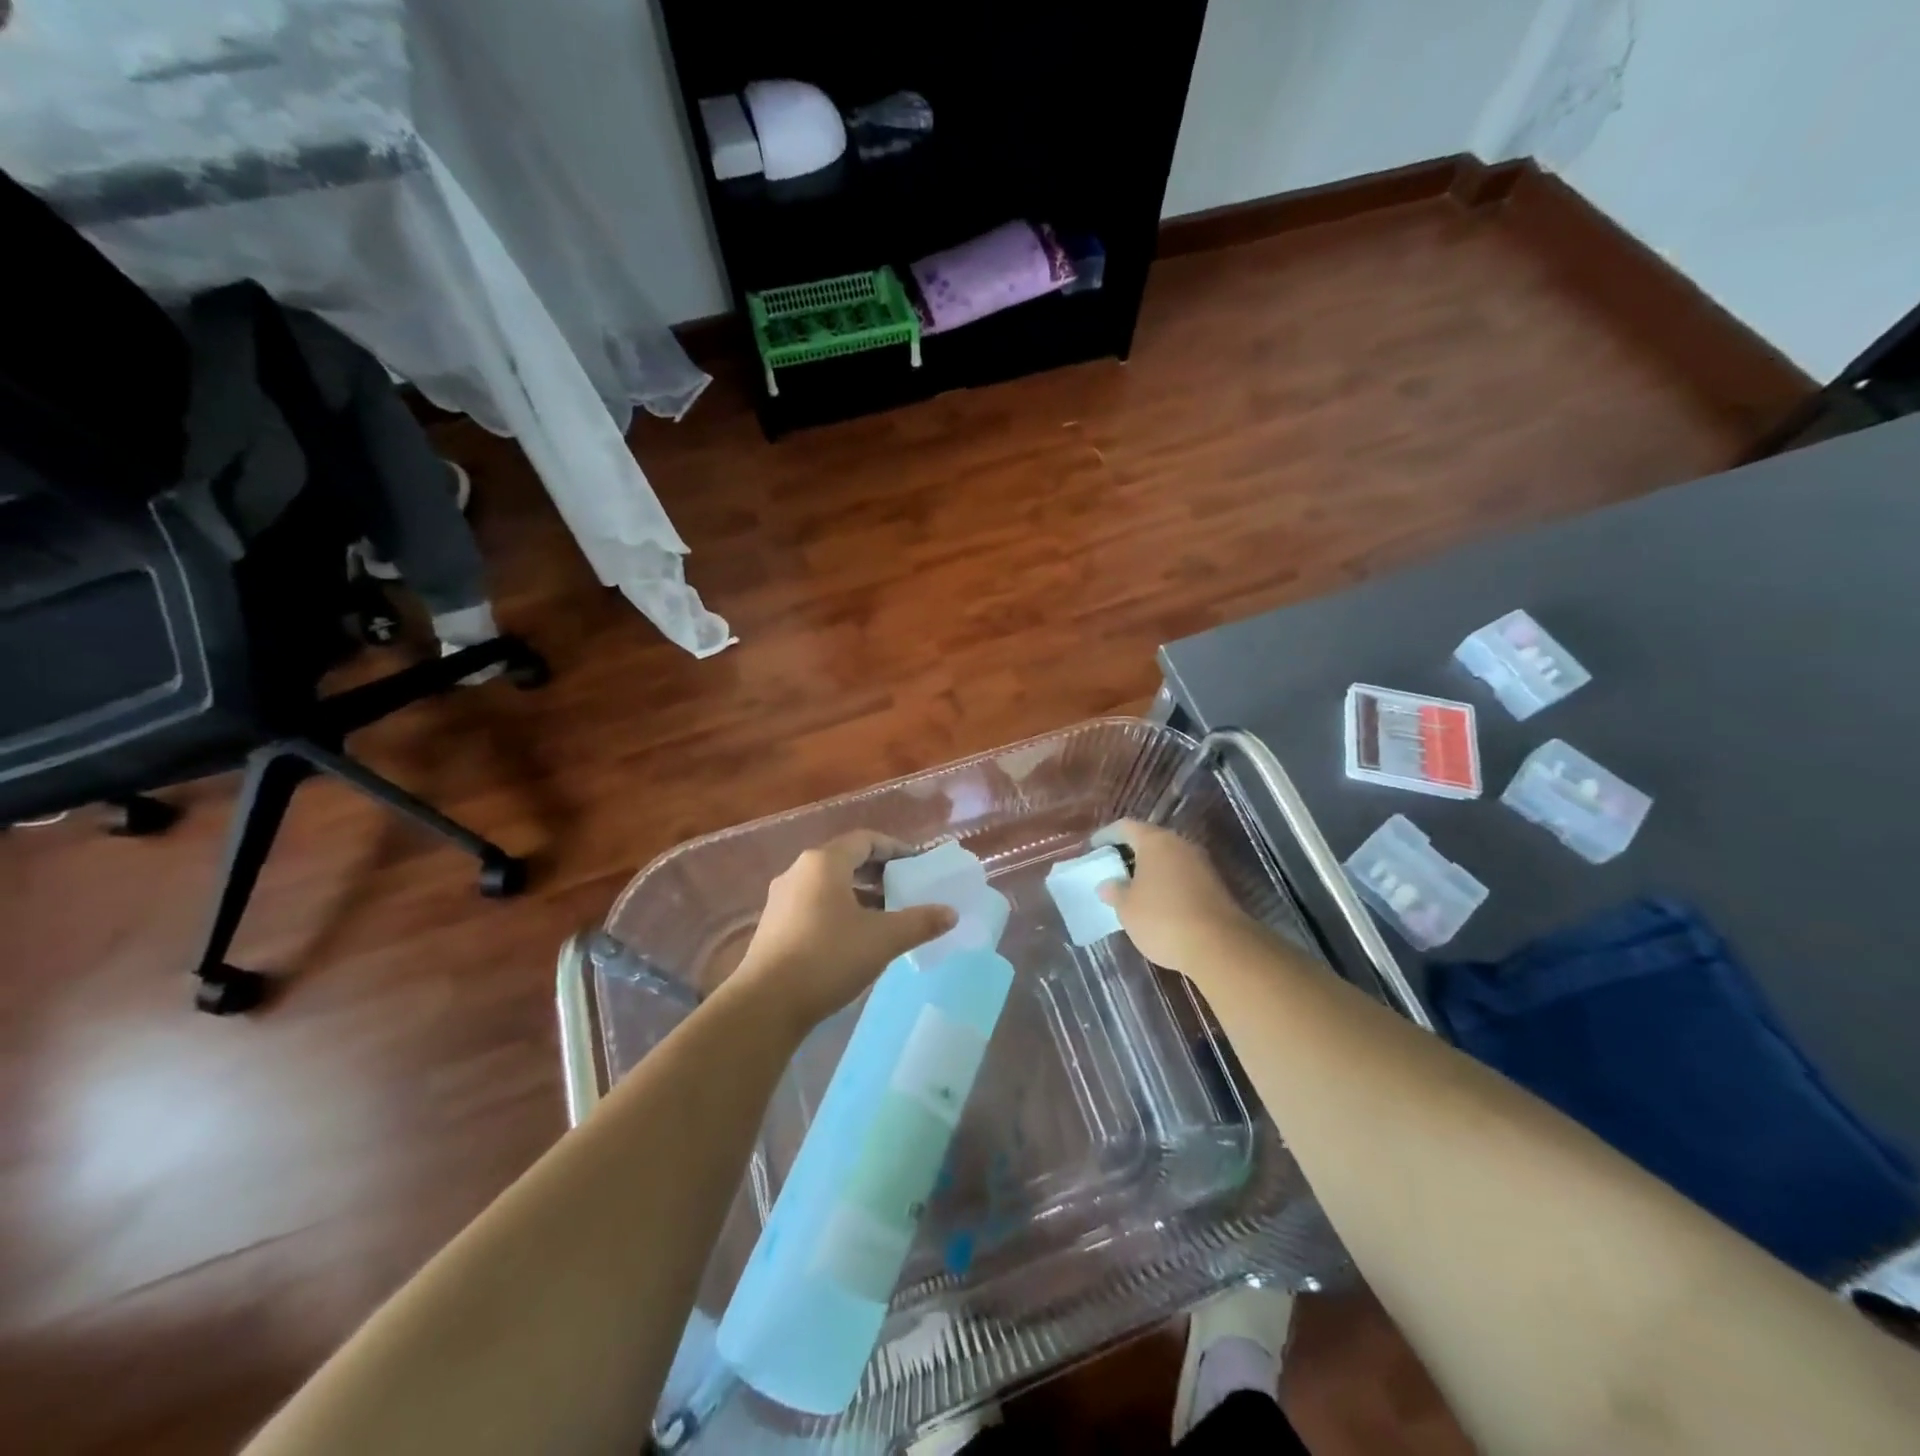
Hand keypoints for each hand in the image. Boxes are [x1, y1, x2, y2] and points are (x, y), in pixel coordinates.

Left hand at [732, 830, 956, 1031]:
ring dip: (860, 893)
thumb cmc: (828, 958)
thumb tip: (951, 913)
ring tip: (886, 914)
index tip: (918, 864)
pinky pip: (815, 904)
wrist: (766, 1004)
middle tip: (906, 888)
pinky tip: (856, 936)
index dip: (895, 848)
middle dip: (879, 871)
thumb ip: (919, 922)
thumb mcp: (882, 939)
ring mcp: (782, 898)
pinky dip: (840, 909)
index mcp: (824, 862)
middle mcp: (799, 871)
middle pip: (846, 859)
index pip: (866, 840)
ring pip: (829, 884)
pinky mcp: (774, 924)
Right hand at [1094, 820, 1264, 979]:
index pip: (1125, 827)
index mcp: (1155, 841)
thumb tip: (1108, 885)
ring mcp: (1201, 864)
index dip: (1106, 835)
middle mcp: (1180, 844)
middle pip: (1150, 840)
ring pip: (1168, 858)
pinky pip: (1182, 875)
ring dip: (1150, 869)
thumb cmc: (1163, 919)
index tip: (1093, 848)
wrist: (1220, 946)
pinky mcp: (1215, 885)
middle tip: (1111, 868)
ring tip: (1131, 888)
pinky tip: (1157, 903)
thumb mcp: (1127, 908)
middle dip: (1129, 852)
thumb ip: (1114, 892)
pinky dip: (1166, 883)